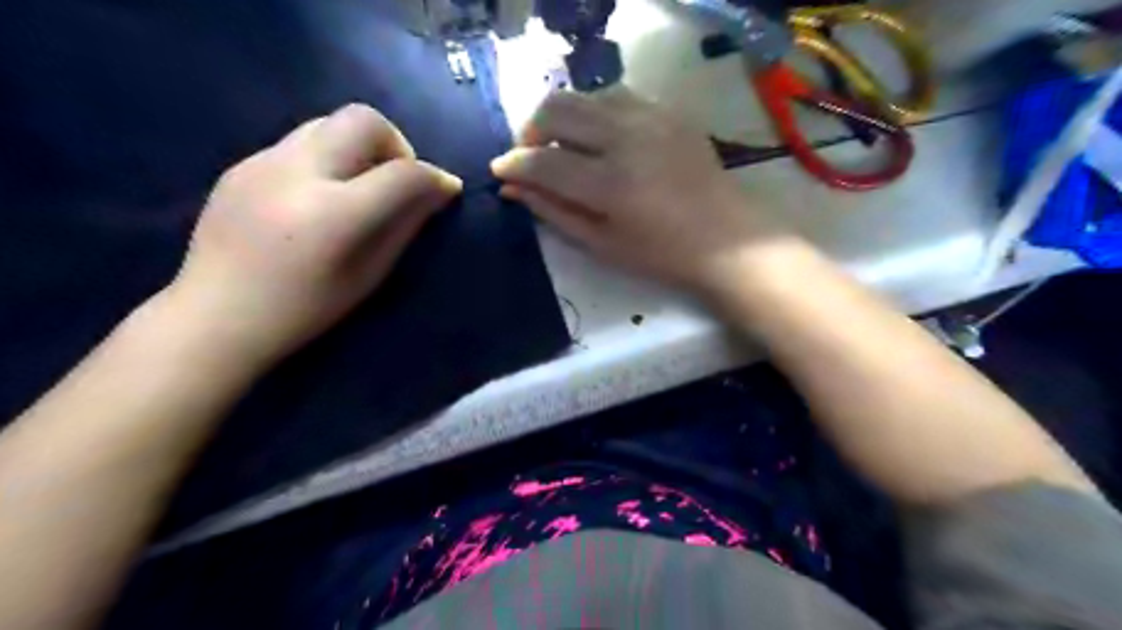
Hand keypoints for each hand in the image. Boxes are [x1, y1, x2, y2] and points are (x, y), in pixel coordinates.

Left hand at [168, 104, 465, 363]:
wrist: (217, 316)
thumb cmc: (306, 310)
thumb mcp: (370, 275)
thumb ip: (406, 225)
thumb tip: (438, 191)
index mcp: (334, 215)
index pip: (403, 173)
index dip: (435, 177)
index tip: (447, 189)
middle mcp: (298, 174)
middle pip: (363, 120)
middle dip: (396, 144)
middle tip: (397, 179)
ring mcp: (263, 162)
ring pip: (329, 122)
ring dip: (360, 146)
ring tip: (359, 185)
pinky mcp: (243, 163)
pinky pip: (300, 141)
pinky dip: (328, 158)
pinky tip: (319, 195)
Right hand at [493, 86, 786, 291]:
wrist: (726, 238)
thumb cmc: (661, 254)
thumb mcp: (601, 243)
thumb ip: (554, 212)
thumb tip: (512, 188)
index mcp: (610, 184)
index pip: (543, 161)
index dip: (513, 164)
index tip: (500, 170)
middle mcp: (626, 139)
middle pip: (557, 110)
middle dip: (530, 131)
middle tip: (531, 157)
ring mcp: (650, 118)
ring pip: (584, 95)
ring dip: (562, 117)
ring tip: (564, 146)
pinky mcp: (667, 111)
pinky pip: (615, 95)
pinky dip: (594, 111)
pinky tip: (598, 136)